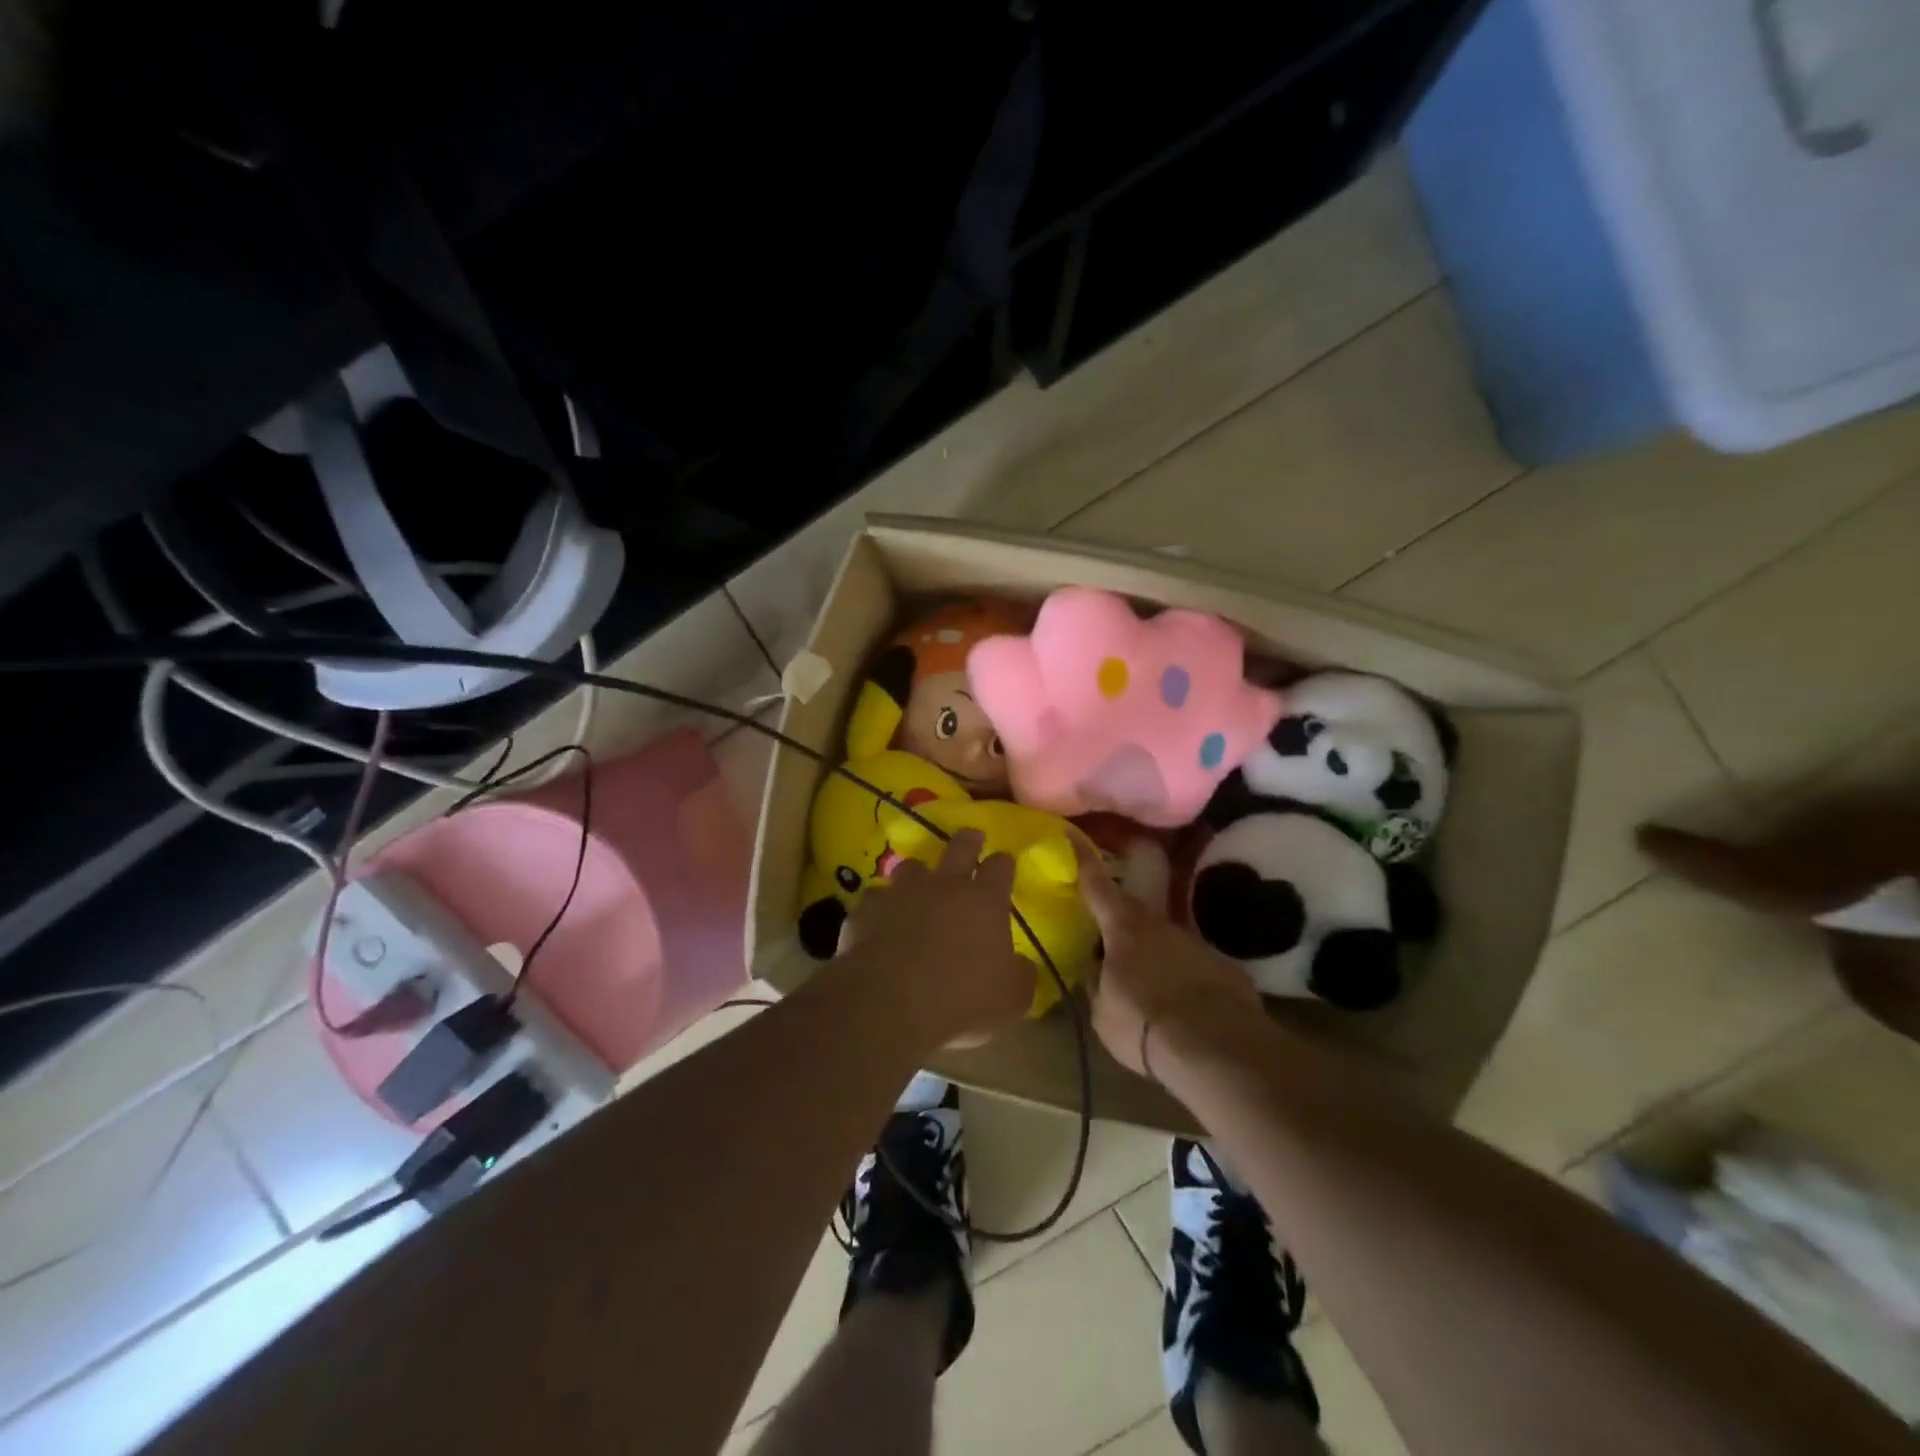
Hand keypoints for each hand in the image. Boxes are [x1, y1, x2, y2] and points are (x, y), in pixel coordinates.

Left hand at [835, 829, 1034, 1048]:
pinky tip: (880, 923)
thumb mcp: (1012, 999)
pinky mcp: (865, 912)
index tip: (1004, 862)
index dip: (1003, 863)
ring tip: (919, 884)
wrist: (888, 1007)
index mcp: (984, 901)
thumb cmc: (961, 1002)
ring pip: (911, 867)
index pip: (1000, 867)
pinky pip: (875, 900)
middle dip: (968, 841)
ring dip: (918, 874)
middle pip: (959, 847)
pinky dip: (881, 908)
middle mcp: (943, 886)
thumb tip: (1021, 965)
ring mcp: (900, 894)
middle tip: (972, 837)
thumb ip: (1020, 975)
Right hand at [1075, 839, 1261, 1078]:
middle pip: (1136, 911)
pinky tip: (1185, 1006)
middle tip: (1111, 933)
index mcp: (1123, 928)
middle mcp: (1161, 924)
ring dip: (1157, 955)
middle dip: (1122, 918)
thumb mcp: (1103, 1011)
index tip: (1072, 833)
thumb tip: (1095, 968)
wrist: (1217, 1047)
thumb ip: (1097, 983)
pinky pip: (1195, 968)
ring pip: (1168, 940)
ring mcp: (1197, 943)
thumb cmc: (1144, 1024)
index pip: (1096, 885)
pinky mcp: (1226, 967)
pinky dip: (1186, 980)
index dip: (1083, 858)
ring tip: (1150, 984)